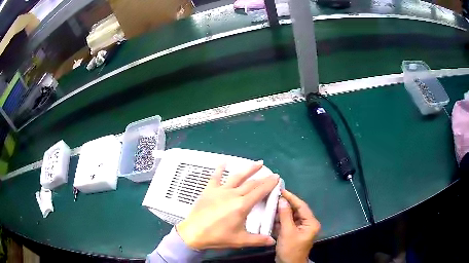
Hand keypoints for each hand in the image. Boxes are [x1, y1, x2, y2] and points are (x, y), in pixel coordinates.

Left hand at [176, 161, 278, 249]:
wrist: (193, 232)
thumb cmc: (217, 236)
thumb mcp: (240, 240)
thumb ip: (258, 240)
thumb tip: (273, 241)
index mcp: (242, 205)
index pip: (260, 192)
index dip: (269, 184)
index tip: (277, 177)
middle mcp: (233, 194)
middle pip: (251, 184)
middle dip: (263, 178)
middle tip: (271, 174)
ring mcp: (220, 190)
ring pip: (237, 177)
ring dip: (248, 169)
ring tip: (258, 163)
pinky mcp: (209, 190)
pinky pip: (215, 177)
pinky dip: (220, 169)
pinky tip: (223, 162)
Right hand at [275, 189, 320, 262]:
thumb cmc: (290, 249)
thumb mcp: (287, 232)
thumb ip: (285, 215)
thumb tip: (282, 200)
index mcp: (311, 223)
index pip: (302, 206)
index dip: (292, 197)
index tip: (281, 190)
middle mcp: (307, 224)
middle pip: (296, 210)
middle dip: (285, 204)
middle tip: (273, 196)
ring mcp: (300, 228)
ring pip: (291, 216)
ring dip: (281, 212)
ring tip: (270, 205)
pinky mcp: (293, 232)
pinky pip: (287, 223)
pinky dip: (280, 220)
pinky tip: (271, 216)